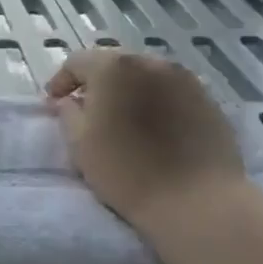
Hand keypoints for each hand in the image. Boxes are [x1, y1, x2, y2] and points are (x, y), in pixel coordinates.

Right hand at [46, 49, 243, 232]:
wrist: (196, 201)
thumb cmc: (126, 170)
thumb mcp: (80, 143)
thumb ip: (68, 113)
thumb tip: (68, 102)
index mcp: (114, 68)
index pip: (77, 62)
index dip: (61, 82)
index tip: (54, 104)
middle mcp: (151, 62)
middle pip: (113, 64)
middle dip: (96, 83)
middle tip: (86, 109)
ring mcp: (185, 80)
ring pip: (144, 76)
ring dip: (127, 90)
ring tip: (121, 118)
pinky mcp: (208, 100)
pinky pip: (170, 92)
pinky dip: (154, 101)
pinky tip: (152, 127)